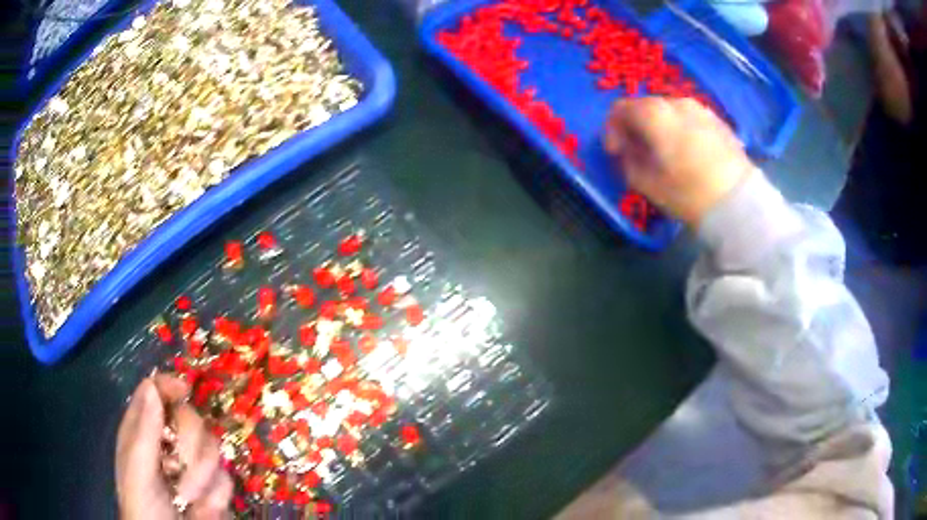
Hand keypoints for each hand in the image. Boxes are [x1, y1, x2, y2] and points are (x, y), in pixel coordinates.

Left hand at [116, 375, 233, 519]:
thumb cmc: (143, 507)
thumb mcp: (137, 472)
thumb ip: (144, 432)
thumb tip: (151, 385)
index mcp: (143, 431)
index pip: (156, 391)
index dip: (170, 386)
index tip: (184, 392)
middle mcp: (169, 443)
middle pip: (191, 418)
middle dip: (190, 445)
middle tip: (179, 467)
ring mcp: (193, 466)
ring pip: (213, 449)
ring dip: (202, 477)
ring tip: (188, 500)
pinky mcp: (214, 488)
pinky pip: (225, 479)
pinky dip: (215, 497)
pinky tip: (202, 511)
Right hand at [603, 97, 753, 226]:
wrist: (738, 201)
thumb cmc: (688, 193)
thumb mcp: (647, 184)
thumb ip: (628, 162)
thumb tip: (627, 151)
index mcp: (654, 113)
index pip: (620, 109)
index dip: (612, 130)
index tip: (616, 152)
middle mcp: (676, 102)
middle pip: (646, 107)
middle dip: (637, 127)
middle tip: (639, 153)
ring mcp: (700, 109)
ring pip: (670, 112)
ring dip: (660, 128)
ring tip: (666, 153)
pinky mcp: (718, 121)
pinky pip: (690, 119)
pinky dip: (681, 130)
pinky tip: (689, 154)